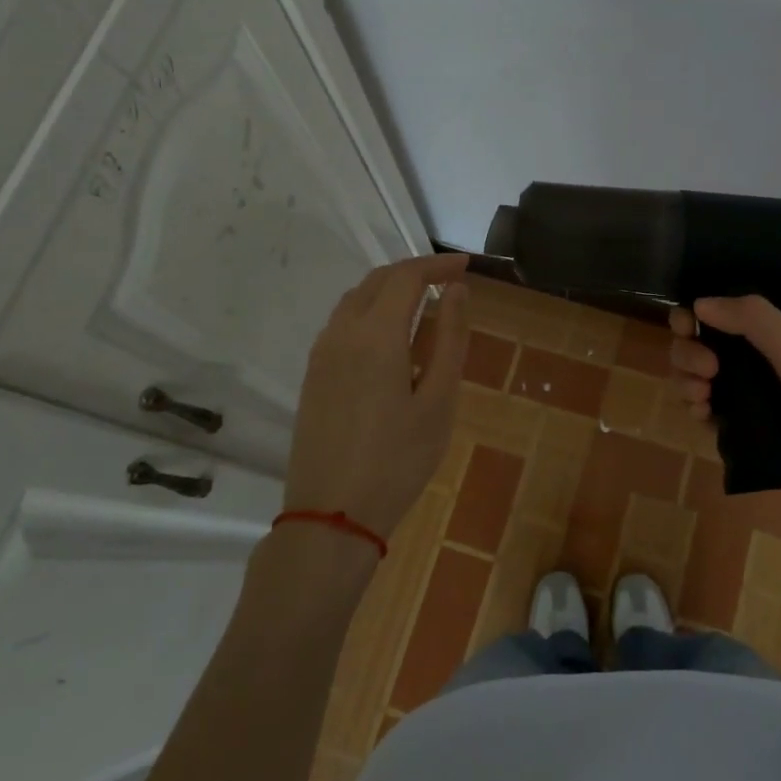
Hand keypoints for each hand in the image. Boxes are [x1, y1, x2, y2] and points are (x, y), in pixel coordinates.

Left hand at [285, 252, 470, 545]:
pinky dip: (371, 311)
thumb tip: (457, 291)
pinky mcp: (313, 375)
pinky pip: (342, 323)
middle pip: (377, 281)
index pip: (407, 277)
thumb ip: (450, 339)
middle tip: (450, 279)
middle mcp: (342, 333)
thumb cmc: (398, 460)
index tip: (467, 267)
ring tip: (424, 302)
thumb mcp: (439, 401)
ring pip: (355, 299)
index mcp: (376, 335)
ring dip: (390, 289)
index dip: (438, 265)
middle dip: (415, 271)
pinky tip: (391, 336)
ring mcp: (321, 354)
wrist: (332, 514)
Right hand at [667, 297, 780, 515]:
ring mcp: (754, 400)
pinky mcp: (749, 436)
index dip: (694, 318)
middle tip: (706, 372)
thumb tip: (698, 302)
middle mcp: (760, 363)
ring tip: (701, 398)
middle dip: (689, 354)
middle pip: (702, 348)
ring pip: (701, 382)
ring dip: (688, 383)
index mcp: (774, 335)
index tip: (687, 329)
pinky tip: (703, 417)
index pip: (720, 315)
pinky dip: (699, 412)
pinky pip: (712, 418)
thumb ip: (751, 320)